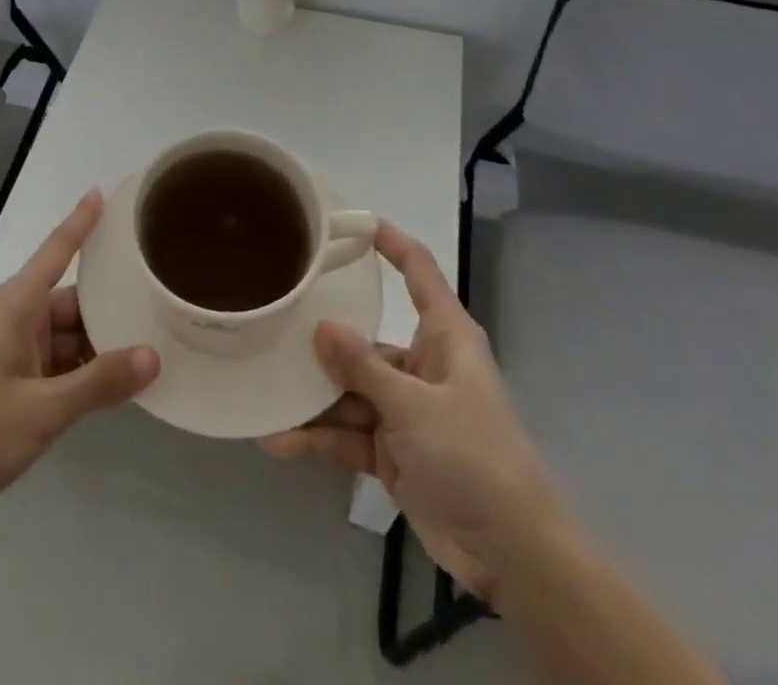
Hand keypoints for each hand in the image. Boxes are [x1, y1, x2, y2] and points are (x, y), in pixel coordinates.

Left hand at [0, 191, 159, 532]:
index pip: (58, 249)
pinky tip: (118, 383)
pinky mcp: (15, 378)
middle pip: (74, 300)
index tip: (103, 191)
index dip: (82, 220)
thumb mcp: (44, 409)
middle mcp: (19, 317)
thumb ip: (98, 383)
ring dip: (101, 345)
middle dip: (111, 306)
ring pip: (70, 334)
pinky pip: (60, 362)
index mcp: (19, 305)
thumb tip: (153, 356)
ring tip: (152, 344)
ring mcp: (16, 348)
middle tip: (161, 301)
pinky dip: (85, 370)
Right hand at [259, 222, 568, 606]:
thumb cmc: (475, 457)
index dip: (389, 242)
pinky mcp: (394, 450)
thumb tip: (321, 326)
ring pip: (350, 389)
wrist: (513, 555)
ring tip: (264, 389)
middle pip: (365, 338)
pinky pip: (349, 433)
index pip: (418, 271)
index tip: (348, 221)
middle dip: (323, 338)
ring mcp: (406, 410)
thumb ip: (364, 366)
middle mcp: (422, 365)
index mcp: (444, 337)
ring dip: (312, 397)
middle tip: (274, 318)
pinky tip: (278, 439)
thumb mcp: (415, 406)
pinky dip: (319, 438)